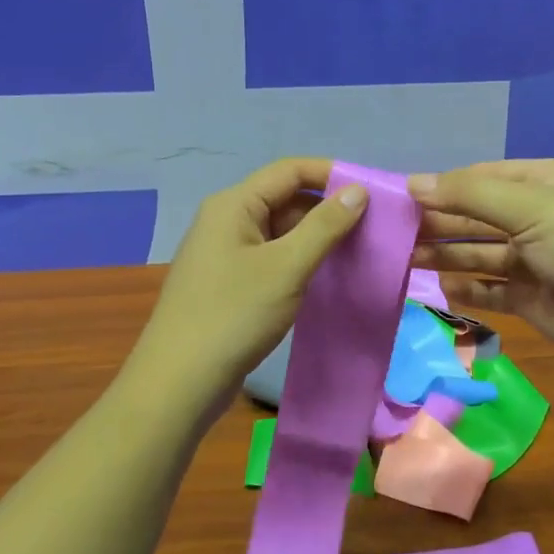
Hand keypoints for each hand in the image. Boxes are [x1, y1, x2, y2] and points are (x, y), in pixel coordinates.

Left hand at [128, 158, 367, 403]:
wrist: (180, 382)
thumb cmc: (234, 315)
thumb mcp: (286, 267)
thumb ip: (324, 226)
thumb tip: (358, 191)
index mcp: (234, 205)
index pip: (290, 170)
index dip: (332, 174)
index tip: (373, 192)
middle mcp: (227, 220)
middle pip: (286, 199)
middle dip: (328, 210)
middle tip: (374, 228)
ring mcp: (226, 254)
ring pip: (281, 232)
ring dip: (317, 239)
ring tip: (359, 252)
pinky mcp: (230, 284)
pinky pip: (273, 259)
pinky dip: (301, 262)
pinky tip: (328, 278)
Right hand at [409, 160, 553, 367]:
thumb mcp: (530, 205)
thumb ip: (469, 194)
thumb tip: (412, 182)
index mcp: (545, 183)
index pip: (483, 178)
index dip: (444, 186)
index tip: (402, 196)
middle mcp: (539, 218)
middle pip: (478, 217)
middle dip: (440, 223)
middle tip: (394, 232)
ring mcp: (535, 260)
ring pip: (480, 254)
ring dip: (445, 255)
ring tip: (404, 259)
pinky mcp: (531, 298)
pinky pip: (490, 289)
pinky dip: (466, 288)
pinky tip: (440, 287)